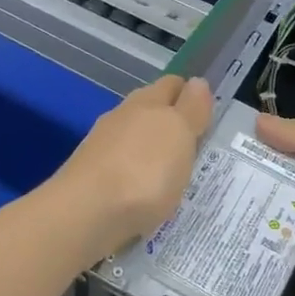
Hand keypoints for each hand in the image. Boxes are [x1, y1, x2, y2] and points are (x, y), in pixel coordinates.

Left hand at [51, 75, 214, 263]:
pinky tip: (147, 197)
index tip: (209, 114)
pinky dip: (137, 179)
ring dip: (153, 154)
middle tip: (198, 148)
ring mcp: (102, 149)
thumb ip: (191, 108)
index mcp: (145, 101)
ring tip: (175, 177)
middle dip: (171, 125)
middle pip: (151, 112)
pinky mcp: (91, 180)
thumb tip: (197, 82)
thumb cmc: (143, 170)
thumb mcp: (179, 133)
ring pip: (135, 143)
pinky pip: (123, 171)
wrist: (85, 214)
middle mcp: (121, 118)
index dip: (190, 94)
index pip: (172, 85)